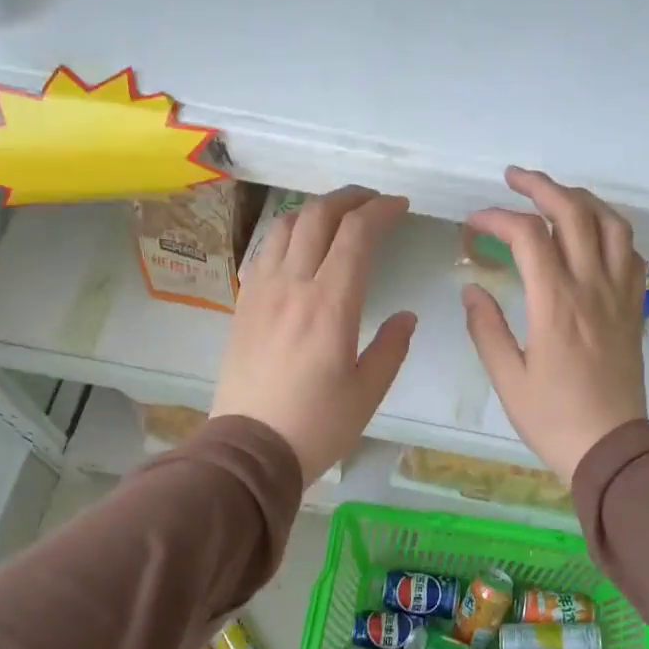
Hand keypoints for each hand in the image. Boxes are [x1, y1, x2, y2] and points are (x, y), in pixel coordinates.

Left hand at [211, 187, 416, 484]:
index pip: (356, 235)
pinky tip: (298, 246)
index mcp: (331, 305)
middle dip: (350, 198)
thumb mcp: (368, 392)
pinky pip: (264, 252)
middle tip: (373, 201)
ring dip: (315, 210)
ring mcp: (261, 292)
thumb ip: (391, 347)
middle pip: (318, 216)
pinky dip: (287, 234)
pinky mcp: (242, 305)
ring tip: (337, 216)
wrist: (249, 449)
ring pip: (286, 227)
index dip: (381, 211)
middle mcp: (293, 286)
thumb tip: (406, 316)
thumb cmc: (317, 425)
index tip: (400, 207)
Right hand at [462, 168, 646, 482]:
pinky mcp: (634, 308)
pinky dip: (612, 231)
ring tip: (556, 197)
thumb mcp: (506, 378)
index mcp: (555, 302)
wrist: (611, 448)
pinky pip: (632, 253)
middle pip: (574, 213)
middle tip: (514, 178)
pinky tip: (594, 235)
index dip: (497, 218)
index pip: (528, 236)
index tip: (473, 223)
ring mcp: (619, 294)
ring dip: (582, 200)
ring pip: (611, 224)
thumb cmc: (553, 418)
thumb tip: (472, 289)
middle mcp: (592, 287)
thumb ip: (485, 328)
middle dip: (541, 186)